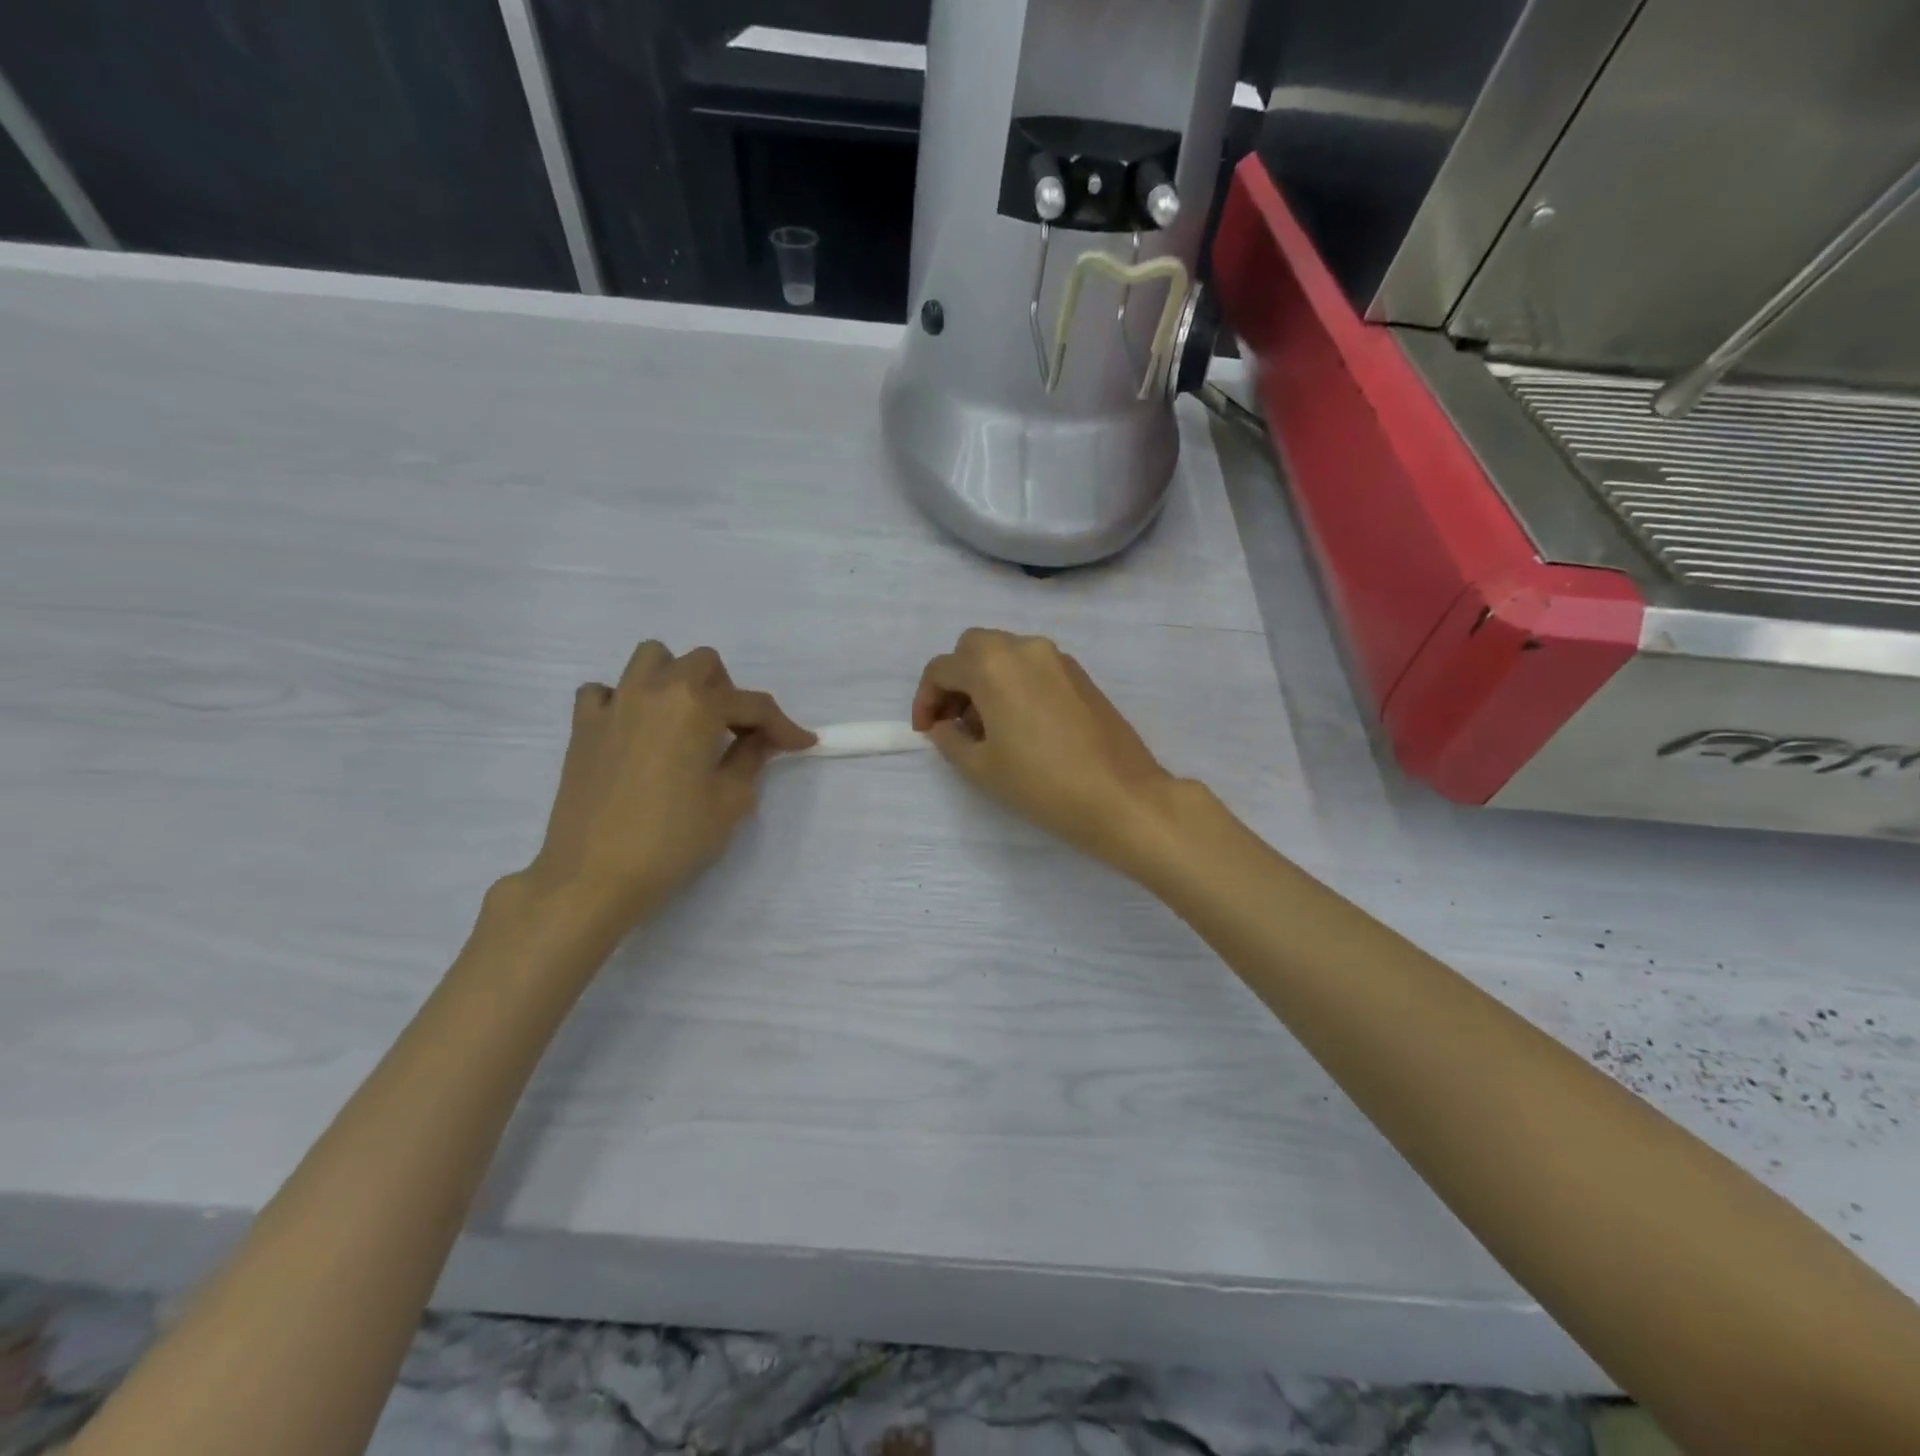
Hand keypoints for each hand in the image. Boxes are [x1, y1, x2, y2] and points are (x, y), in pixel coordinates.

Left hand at [520, 641, 813, 934]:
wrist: (594, 876)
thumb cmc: (673, 839)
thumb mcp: (729, 802)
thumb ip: (750, 759)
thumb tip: (761, 740)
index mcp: (696, 705)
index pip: (753, 705)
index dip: (784, 725)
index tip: (802, 744)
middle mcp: (655, 690)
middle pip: (702, 664)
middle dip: (728, 692)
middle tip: (736, 733)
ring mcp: (614, 704)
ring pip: (650, 658)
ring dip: (676, 678)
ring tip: (685, 719)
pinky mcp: (583, 727)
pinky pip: (604, 691)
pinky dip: (623, 700)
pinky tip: (634, 731)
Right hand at [912, 628, 1181, 868]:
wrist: (1119, 795)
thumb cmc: (1041, 783)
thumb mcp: (981, 767)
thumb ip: (950, 740)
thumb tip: (943, 726)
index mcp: (992, 665)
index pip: (941, 669)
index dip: (925, 700)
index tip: (927, 732)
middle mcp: (1024, 648)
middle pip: (973, 649)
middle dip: (956, 681)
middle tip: (953, 722)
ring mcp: (1057, 658)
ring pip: (1005, 654)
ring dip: (985, 680)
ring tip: (986, 728)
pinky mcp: (1080, 674)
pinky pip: (1033, 667)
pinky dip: (1014, 683)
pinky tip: (1020, 724)